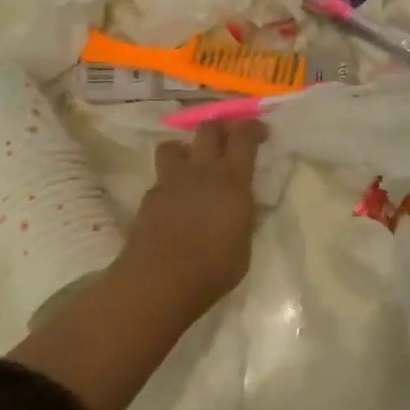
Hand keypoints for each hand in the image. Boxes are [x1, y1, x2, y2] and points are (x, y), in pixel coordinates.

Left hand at [121, 120, 267, 310]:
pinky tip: (175, 199)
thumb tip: (243, 204)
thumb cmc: (213, 268)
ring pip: (174, 144)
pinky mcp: (149, 197)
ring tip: (192, 164)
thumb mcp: (244, 243)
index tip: (261, 132)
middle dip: (220, 128)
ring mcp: (171, 181)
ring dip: (186, 149)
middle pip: (207, 129)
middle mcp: (201, 171)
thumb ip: (244, 215)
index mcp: (232, 180)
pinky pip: (161, 177)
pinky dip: (170, 181)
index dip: (252, 128)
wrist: (160, 282)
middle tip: (227, 141)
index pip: (243, 136)